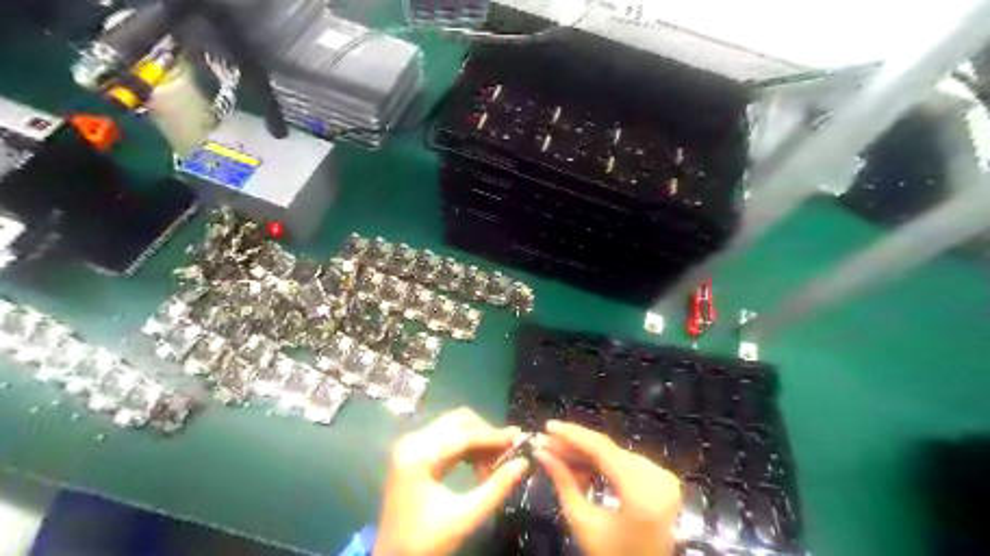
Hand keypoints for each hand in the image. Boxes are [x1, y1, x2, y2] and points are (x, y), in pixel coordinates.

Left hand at [374, 407, 528, 555]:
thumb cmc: (425, 541)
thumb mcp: (465, 517)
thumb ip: (496, 488)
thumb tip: (524, 462)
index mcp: (419, 455)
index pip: (464, 435)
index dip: (494, 436)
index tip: (520, 437)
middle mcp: (412, 441)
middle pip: (458, 421)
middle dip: (486, 434)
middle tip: (508, 453)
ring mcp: (411, 446)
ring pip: (454, 427)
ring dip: (477, 440)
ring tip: (495, 465)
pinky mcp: (414, 453)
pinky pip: (446, 438)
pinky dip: (466, 447)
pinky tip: (479, 466)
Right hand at [534, 422, 680, 554]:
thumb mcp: (583, 522)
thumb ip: (563, 482)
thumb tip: (541, 453)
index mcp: (642, 491)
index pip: (602, 449)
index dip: (572, 434)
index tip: (547, 426)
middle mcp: (658, 477)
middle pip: (608, 450)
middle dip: (574, 446)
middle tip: (546, 443)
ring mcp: (663, 477)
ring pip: (614, 454)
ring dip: (585, 455)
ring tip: (558, 458)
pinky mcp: (662, 480)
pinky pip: (625, 463)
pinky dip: (601, 464)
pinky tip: (579, 468)